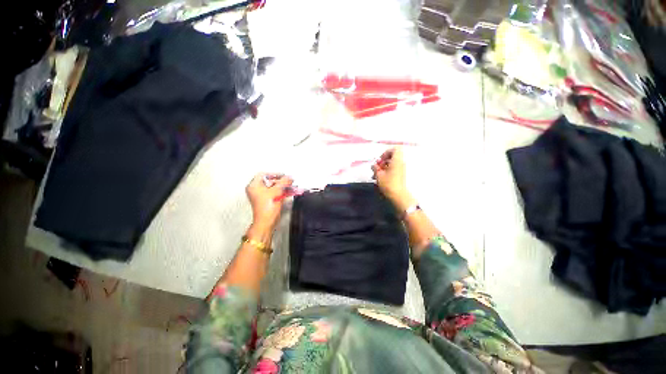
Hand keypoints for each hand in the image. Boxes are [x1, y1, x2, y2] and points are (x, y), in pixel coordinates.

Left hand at [246, 173, 292, 229]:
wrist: (266, 222)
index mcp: (254, 186)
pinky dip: (281, 192)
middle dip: (281, 181)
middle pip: (269, 181)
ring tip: (291, 186)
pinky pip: (274, 193)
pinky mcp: (266, 201)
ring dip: (283, 187)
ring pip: (273, 188)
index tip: (283, 176)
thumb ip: (284, 182)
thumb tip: (289, 177)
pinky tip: (289, 192)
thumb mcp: (277, 191)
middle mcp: (256, 190)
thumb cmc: (267, 208)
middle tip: (288, 181)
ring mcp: (261, 196)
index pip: (264, 174)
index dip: (274, 174)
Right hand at [372, 148, 414, 210]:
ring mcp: (401, 169)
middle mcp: (401, 163)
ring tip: (375, 174)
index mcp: (397, 160)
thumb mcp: (379, 175)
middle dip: (383, 160)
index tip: (380, 159)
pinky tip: (379, 178)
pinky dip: (386, 171)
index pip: (395, 149)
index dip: (386, 152)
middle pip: (392, 156)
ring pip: (391, 163)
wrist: (398, 196)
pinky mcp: (400, 175)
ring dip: (383, 167)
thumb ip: (375, 168)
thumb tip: (374, 165)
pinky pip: (393, 169)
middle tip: (377, 167)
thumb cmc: (388, 184)